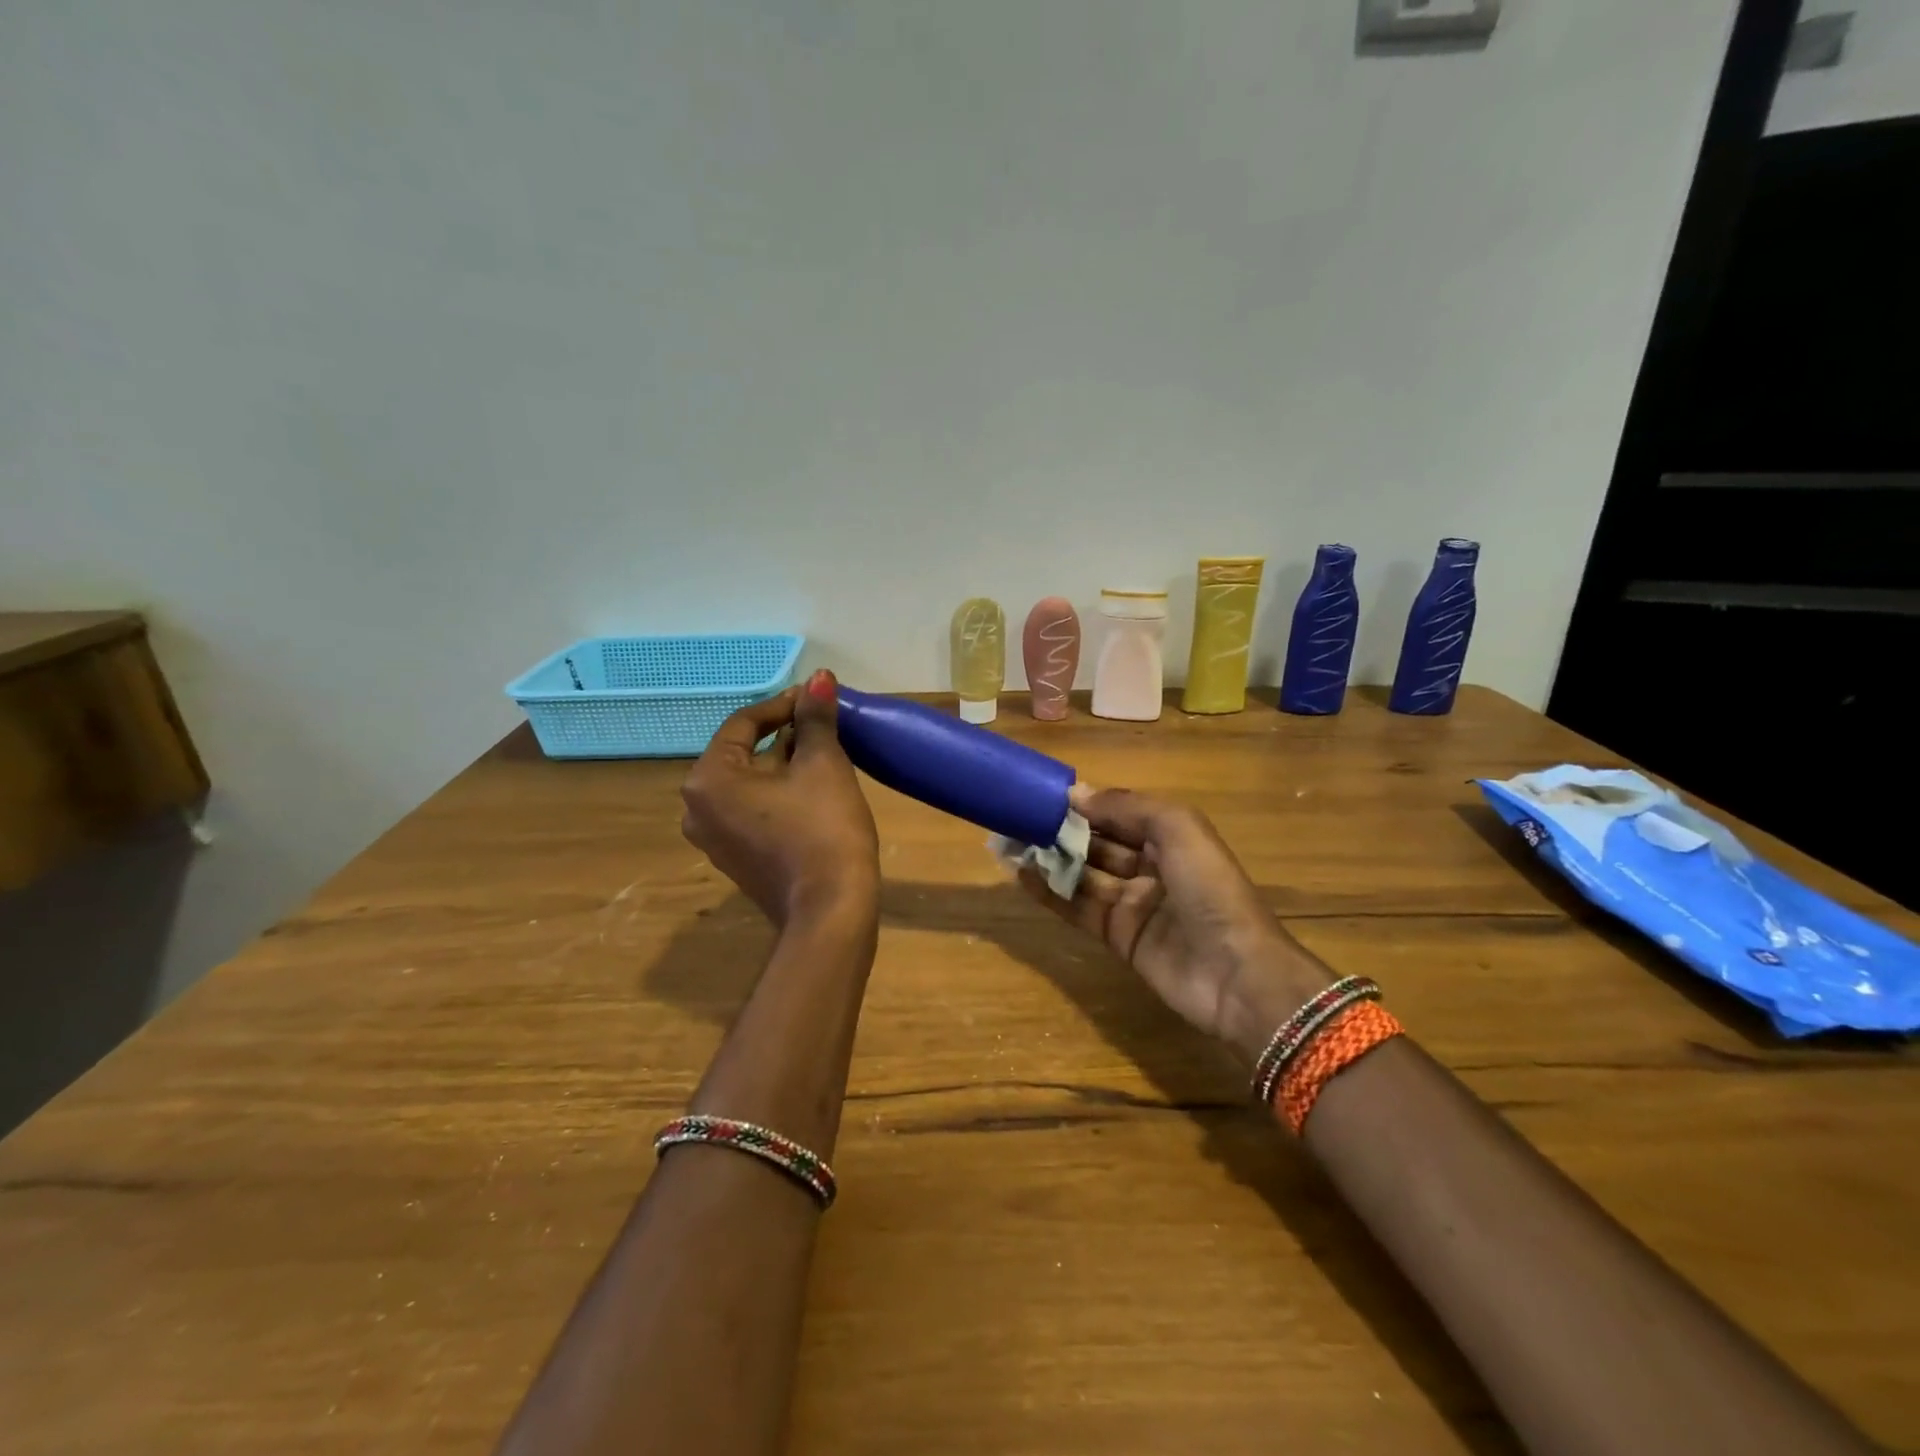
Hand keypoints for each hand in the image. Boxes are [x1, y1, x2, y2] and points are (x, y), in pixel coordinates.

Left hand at [681, 669, 879, 927]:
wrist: (830, 911)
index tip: (817, 698)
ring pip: (749, 783)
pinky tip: (812, 790)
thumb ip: (815, 717)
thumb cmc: (823, 829)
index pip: (744, 723)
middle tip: (823, 724)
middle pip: (744, 753)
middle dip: (784, 735)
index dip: (784, 705)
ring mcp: (713, 838)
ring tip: (824, 752)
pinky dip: (778, 793)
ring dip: (784, 764)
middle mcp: (697, 807)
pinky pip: (752, 810)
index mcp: (709, 779)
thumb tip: (820, 676)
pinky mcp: (735, 858)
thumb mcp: (823, 765)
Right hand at [1018, 785, 1329, 1062]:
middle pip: (1100, 842)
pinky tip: (1022, 876)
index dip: (1088, 803)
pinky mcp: (1118, 937)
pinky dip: (1050, 893)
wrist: (1235, 974)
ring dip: (1051, 858)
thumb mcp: (1177, 829)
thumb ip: (1126, 807)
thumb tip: (1076, 794)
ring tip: (1012, 842)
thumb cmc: (1209, 889)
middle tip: (1020, 817)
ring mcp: (1134, 904)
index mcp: (1172, 837)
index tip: (1047, 794)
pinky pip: (1078, 909)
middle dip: (1065, 829)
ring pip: (1085, 874)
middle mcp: (1152, 867)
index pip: (1122, 813)